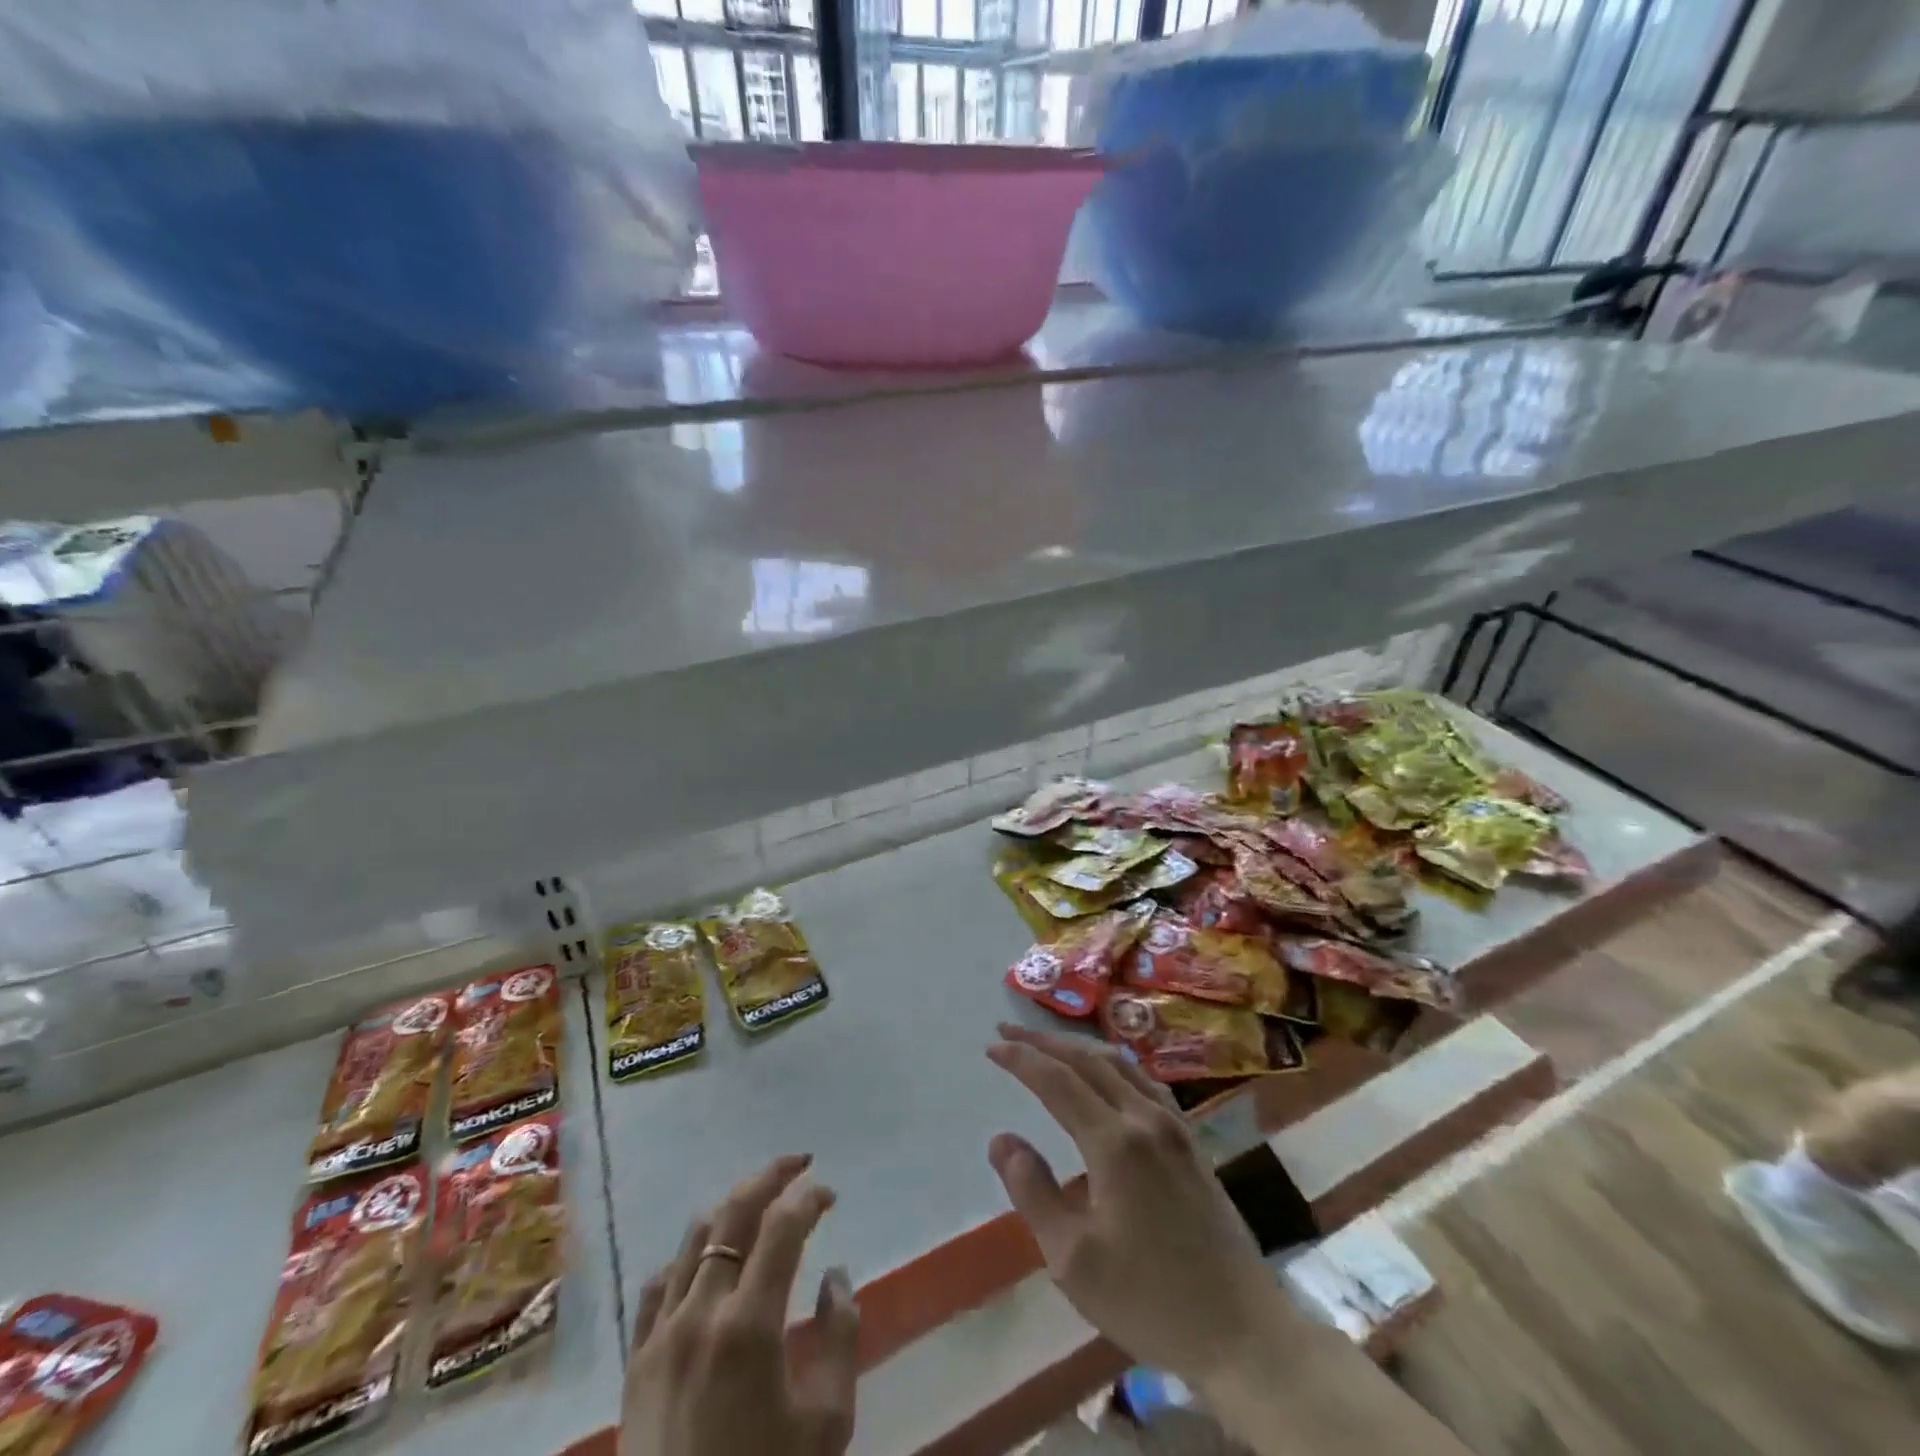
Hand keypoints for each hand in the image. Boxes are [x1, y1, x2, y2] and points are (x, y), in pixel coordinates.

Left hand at [620, 1154, 859, 1455]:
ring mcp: (659, 1335)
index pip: (782, 1227)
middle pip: (733, 1213)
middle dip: (771, 1177)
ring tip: (760, 1209)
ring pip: (693, 1239)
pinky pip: (658, 1285)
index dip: (810, 1198)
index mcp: (749, 1326)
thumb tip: (835, 1276)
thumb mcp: (827, 1424)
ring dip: (732, 1211)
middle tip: (800, 1165)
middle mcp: (699, 1314)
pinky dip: (688, 1259)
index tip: (830, 1194)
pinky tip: (706, 1266)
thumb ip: (840, 1337)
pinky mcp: (635, 1362)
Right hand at [985, 1023, 1294, 1387]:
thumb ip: (1033, 1192)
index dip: (1021, 1058)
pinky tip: (1107, 1075)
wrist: (1243, 1332)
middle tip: (1008, 1028)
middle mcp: (1145, 1118)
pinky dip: (1113, 1064)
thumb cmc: (1150, 1300)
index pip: (1057, 1081)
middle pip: (1088, 1060)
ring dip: (1079, 1047)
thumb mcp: (1073, 1260)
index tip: (991, 1045)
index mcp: (1115, 1142)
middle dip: (1044, 1041)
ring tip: (1049, 1044)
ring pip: (1120, 1064)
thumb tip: (1001, 1139)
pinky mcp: (1191, 1142)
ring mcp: (1174, 1127)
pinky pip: (1145, 1081)